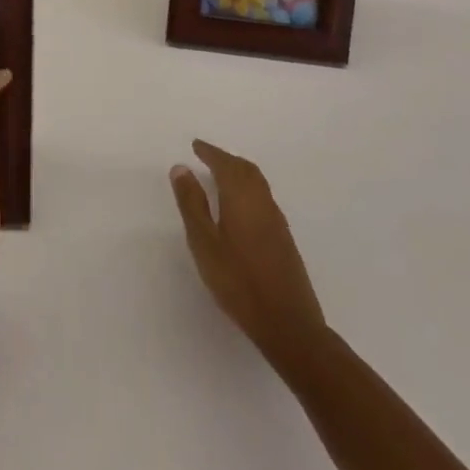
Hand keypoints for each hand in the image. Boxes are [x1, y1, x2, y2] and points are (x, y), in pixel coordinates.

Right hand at [171, 139, 330, 377]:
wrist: (288, 324)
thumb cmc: (238, 281)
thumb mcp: (204, 242)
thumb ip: (192, 204)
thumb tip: (181, 168)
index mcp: (242, 197)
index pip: (225, 164)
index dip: (210, 152)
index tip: (196, 145)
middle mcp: (263, 202)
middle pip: (245, 169)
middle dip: (226, 159)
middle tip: (207, 156)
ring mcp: (277, 221)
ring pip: (257, 184)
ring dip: (239, 173)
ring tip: (221, 176)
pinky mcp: (284, 239)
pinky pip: (263, 198)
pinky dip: (248, 189)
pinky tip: (240, 206)